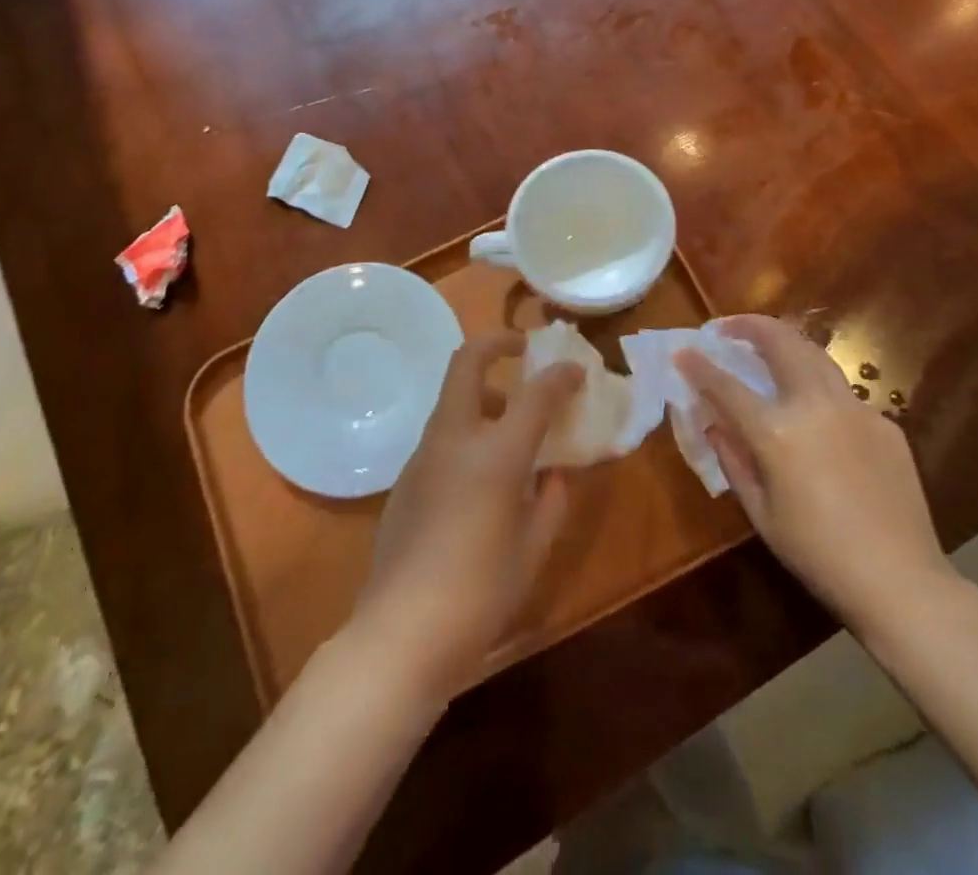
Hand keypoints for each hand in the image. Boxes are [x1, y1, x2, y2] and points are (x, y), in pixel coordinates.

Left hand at [353, 332, 581, 703]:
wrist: (400, 634)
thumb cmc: (480, 594)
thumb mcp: (534, 550)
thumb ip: (550, 502)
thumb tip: (553, 475)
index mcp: (495, 453)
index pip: (536, 394)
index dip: (561, 376)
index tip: (577, 371)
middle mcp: (455, 439)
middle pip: (468, 362)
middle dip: (496, 342)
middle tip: (521, 348)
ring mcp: (423, 455)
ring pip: (452, 398)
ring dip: (483, 391)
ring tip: (511, 423)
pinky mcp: (405, 478)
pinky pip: (442, 434)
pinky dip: (467, 430)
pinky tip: (481, 475)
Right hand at [676, 315, 956, 639]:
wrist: (901, 582)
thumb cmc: (817, 554)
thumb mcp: (760, 512)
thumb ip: (732, 458)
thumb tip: (714, 422)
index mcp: (777, 431)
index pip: (726, 385)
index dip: (699, 366)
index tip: (682, 351)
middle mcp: (815, 405)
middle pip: (780, 343)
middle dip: (750, 326)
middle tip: (729, 327)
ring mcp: (855, 409)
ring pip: (816, 355)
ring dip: (786, 343)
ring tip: (768, 347)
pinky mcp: (884, 423)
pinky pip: (843, 393)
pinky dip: (818, 387)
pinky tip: (815, 413)